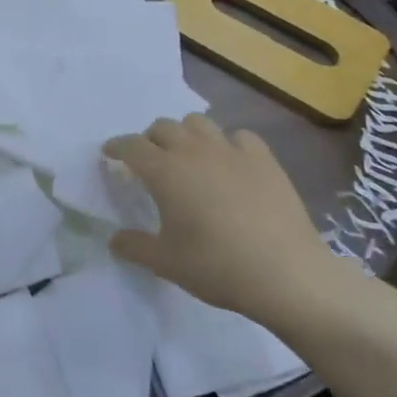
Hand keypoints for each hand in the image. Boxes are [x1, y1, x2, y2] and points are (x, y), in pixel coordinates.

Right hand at [103, 114, 333, 314]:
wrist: (287, 274)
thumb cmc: (218, 267)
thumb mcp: (166, 263)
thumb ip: (134, 247)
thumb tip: (114, 239)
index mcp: (165, 171)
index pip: (131, 146)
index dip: (116, 147)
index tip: (109, 153)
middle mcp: (194, 151)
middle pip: (163, 127)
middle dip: (149, 139)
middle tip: (148, 161)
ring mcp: (232, 151)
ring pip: (198, 123)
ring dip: (184, 134)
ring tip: (186, 156)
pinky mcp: (264, 159)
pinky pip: (238, 136)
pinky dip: (227, 144)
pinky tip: (230, 163)